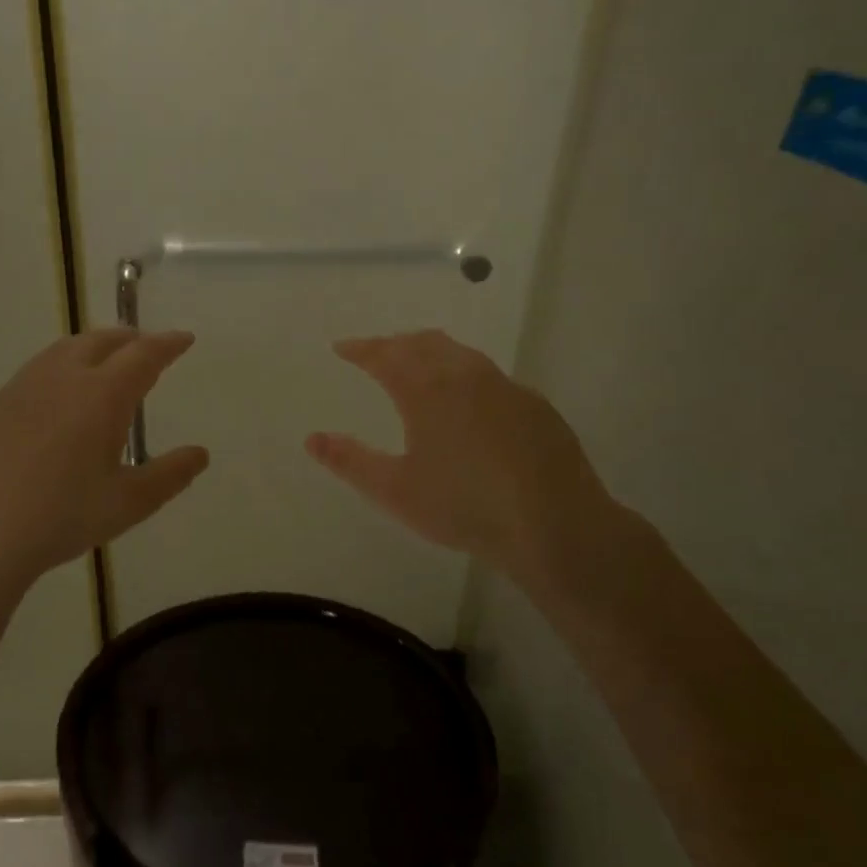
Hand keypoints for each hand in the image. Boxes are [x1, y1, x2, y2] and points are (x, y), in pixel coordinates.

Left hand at [0, 329, 208, 585]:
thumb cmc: (62, 517)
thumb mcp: (129, 502)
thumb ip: (170, 475)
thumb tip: (200, 454)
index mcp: (102, 395)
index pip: (143, 355)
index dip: (168, 344)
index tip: (184, 339)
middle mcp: (63, 378)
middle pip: (103, 340)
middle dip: (132, 339)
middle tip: (149, 349)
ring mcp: (24, 387)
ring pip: (66, 348)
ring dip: (96, 346)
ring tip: (108, 363)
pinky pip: (40, 367)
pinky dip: (65, 364)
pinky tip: (62, 394)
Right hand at [306, 330, 621, 584]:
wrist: (554, 524)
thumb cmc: (463, 506)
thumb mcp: (395, 490)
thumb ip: (349, 461)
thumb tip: (312, 438)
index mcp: (427, 389)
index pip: (385, 355)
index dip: (360, 349)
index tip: (342, 347)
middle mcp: (466, 375)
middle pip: (423, 343)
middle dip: (395, 344)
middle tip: (376, 353)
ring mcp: (506, 387)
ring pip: (460, 354)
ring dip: (431, 352)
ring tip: (417, 366)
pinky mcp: (535, 405)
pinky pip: (489, 375)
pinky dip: (464, 374)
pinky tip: (468, 401)